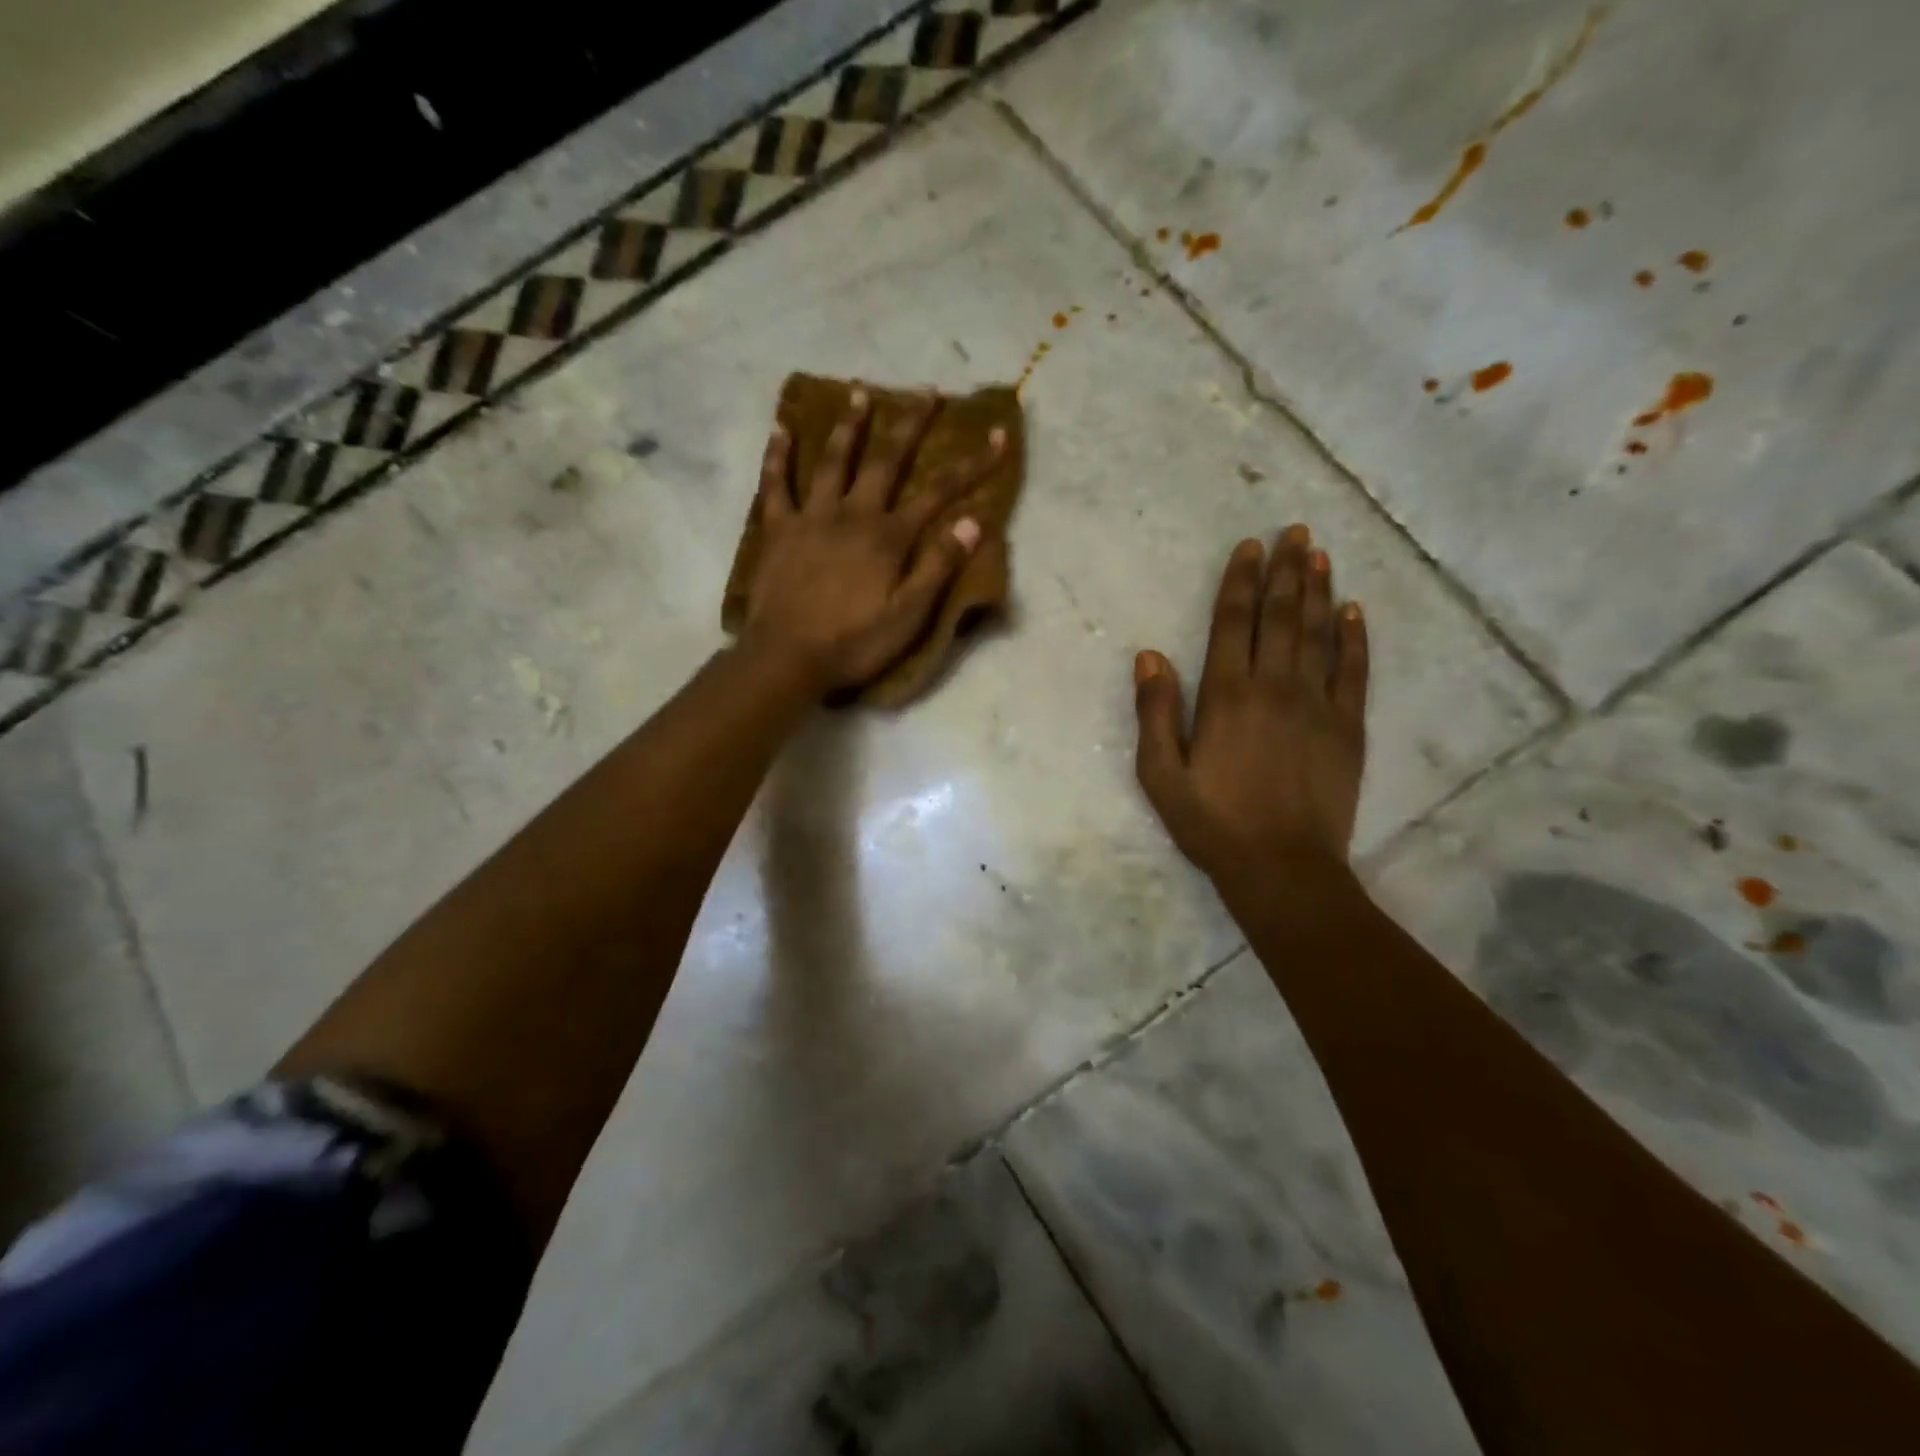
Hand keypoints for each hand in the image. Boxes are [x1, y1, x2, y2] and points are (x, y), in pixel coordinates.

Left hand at [742, 388, 1005, 693]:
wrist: (787, 657)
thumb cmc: (854, 642)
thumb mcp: (909, 615)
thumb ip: (938, 566)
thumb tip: (973, 521)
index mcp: (888, 537)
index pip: (939, 492)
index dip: (971, 464)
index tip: (996, 435)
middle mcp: (852, 514)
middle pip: (885, 461)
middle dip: (909, 425)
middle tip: (925, 391)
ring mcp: (811, 516)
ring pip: (832, 461)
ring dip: (849, 426)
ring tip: (859, 392)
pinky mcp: (777, 529)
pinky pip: (775, 484)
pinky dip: (778, 455)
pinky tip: (782, 428)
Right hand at [1133, 524, 1369, 889]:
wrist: (1282, 867)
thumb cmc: (1212, 823)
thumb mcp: (1161, 775)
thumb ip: (1155, 713)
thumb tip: (1150, 655)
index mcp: (1226, 696)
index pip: (1234, 623)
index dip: (1241, 582)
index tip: (1250, 547)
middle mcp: (1274, 687)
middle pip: (1281, 616)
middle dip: (1286, 570)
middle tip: (1295, 532)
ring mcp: (1318, 705)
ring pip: (1318, 634)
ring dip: (1319, 591)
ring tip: (1321, 554)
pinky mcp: (1348, 728)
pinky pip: (1355, 671)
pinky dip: (1355, 638)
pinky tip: (1354, 611)